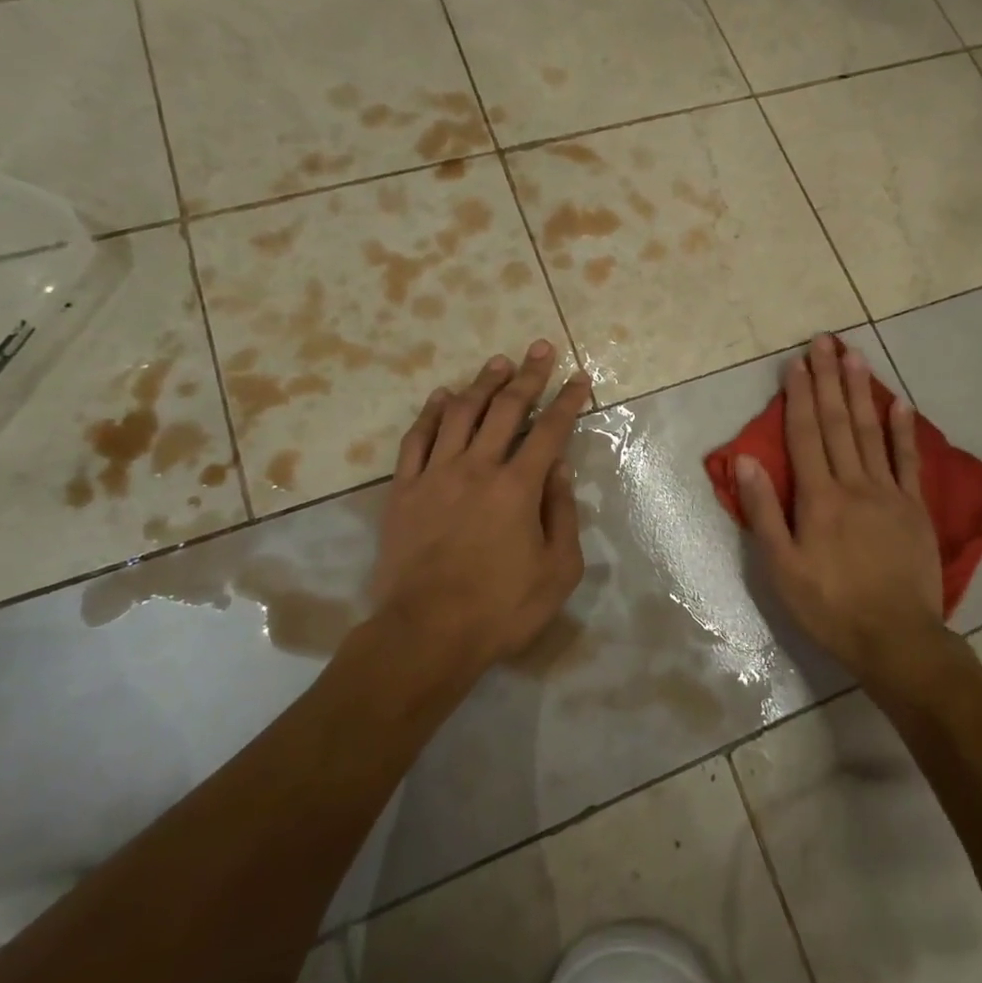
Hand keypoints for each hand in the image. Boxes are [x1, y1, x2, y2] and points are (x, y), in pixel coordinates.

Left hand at [366, 341, 592, 679]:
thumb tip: (558, 469)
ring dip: (481, 384)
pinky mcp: (403, 491)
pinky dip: (430, 413)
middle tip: (539, 348)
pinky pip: (416, 439)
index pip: (549, 431)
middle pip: (505, 409)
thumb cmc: (501, 608)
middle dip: (527, 376)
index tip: (578, 377)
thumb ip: (562, 513)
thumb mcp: (557, 570)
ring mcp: (435, 476)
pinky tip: (441, 396)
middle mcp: (477, 468)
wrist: (425, 634)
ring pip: (459, 414)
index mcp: (518, 487)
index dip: (567, 401)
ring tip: (497, 363)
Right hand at [736, 336, 946, 683]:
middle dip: (828, 380)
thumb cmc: (830, 606)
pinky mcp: (915, 508)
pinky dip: (903, 430)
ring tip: (854, 356)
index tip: (796, 362)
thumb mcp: (781, 567)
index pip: (806, 435)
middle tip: (824, 341)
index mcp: (819, 497)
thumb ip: (763, 511)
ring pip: (872, 432)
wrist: (896, 638)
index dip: (799, 396)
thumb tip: (746, 459)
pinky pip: (908, 460)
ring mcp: (889, 493)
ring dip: (862, 392)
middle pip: (839, 423)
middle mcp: (854, 484)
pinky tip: (899, 403)